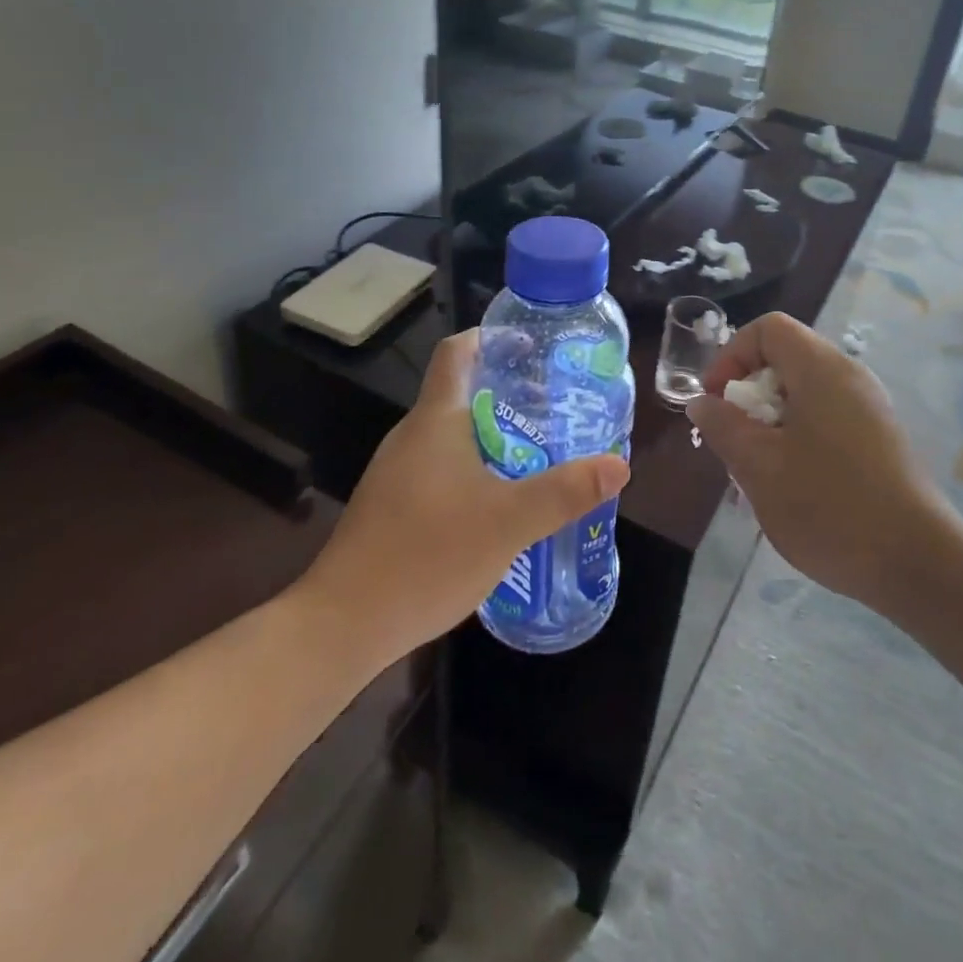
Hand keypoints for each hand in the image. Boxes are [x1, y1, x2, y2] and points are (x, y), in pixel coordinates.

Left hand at [305, 330, 629, 663]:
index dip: (491, 337)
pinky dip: (474, 468)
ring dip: (493, 435)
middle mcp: (412, 436)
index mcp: (435, 420)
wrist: (343, 624)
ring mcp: (397, 473)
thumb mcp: (509, 522)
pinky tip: (500, 502)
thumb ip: (565, 491)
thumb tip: (619, 465)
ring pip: (452, 436)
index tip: (530, 345)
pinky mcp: (392, 506)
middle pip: (461, 393)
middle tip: (555, 406)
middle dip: (508, 393)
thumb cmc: (428, 555)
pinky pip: (440, 469)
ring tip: (538, 451)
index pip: (458, 352)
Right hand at [687, 313, 962, 614]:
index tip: (716, 402)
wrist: (917, 563)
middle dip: (748, 394)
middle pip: (785, 358)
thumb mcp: (759, 467)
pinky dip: (798, 436)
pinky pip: (826, 416)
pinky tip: (793, 484)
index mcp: (821, 369)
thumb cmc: (829, 506)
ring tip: (759, 469)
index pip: (767, 329)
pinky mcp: (879, 437)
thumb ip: (724, 427)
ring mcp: (869, 407)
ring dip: (771, 421)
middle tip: (735, 441)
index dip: (731, 355)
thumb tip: (703, 403)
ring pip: (803, 392)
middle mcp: (850, 376)